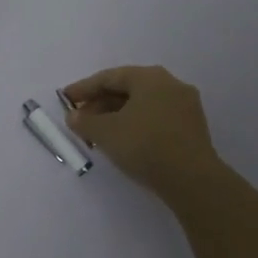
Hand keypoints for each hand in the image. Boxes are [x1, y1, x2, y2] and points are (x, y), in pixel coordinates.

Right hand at [61, 65, 223, 198]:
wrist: (192, 180)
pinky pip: (156, 118)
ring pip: (142, 105)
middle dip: (101, 103)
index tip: (65, 99)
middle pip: (127, 89)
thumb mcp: (105, 133)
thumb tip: (74, 116)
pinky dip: (136, 124)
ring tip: (98, 133)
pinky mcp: (192, 128)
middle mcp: (170, 84)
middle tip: (81, 119)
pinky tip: (124, 141)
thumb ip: (85, 121)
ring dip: (117, 116)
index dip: (84, 88)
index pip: (109, 77)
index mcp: (150, 77)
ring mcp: (185, 106)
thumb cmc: (144, 145)